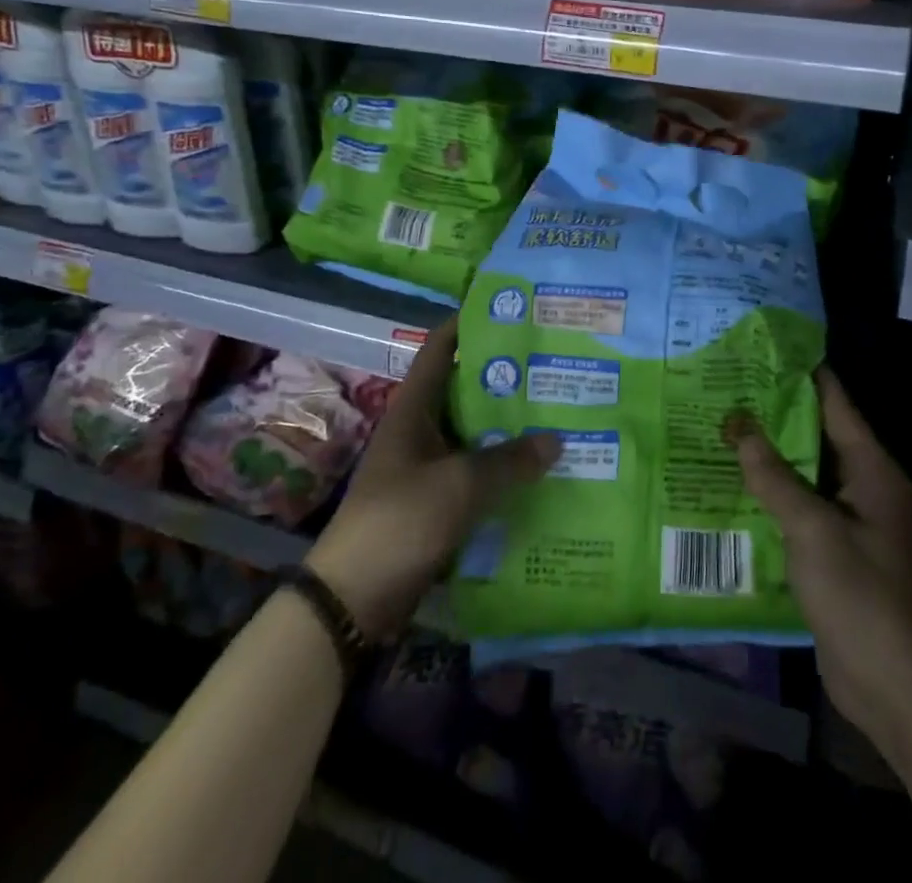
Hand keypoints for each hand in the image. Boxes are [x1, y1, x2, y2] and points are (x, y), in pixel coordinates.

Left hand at [306, 317, 558, 639]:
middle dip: (505, 378)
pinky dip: (503, 469)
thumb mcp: (459, 485)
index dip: (469, 324)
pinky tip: (538, 470)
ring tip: (557, 413)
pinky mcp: (436, 502)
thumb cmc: (400, 521)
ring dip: (508, 427)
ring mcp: (426, 467)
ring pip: (474, 434)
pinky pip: (476, 474)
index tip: (511, 311)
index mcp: (414, 408)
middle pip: (465, 390)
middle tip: (552, 365)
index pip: (440, 349)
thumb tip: (556, 439)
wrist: (354, 600)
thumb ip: (510, 460)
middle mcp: (420, 429)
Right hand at [731, 366, 911, 753]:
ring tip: (723, 428)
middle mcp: (865, 486)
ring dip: (771, 456)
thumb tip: (738, 425)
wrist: (895, 687)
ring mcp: (851, 521)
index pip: (835, 403)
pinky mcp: (836, 552)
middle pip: (817, 436)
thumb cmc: (861, 596)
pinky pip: (802, 509)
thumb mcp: (812, 530)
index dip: (802, 374)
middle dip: (776, 414)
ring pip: (806, 474)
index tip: (763, 350)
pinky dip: (774, 495)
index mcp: (871, 469)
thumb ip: (774, 476)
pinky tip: (736, 486)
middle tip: (727, 388)